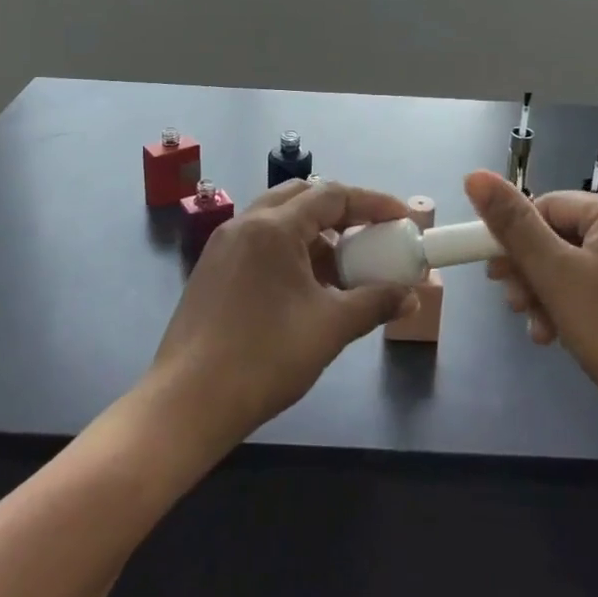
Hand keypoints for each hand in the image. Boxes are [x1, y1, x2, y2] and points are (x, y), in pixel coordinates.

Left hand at [150, 180, 412, 451]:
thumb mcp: (330, 328)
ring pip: (279, 219)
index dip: (373, 203)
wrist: (188, 402)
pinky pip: (260, 242)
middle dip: (342, 211)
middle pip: (302, 196)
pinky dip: (290, 250)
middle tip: (370, 234)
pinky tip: (305, 288)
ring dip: (315, 233)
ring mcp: (223, 245)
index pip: (333, 194)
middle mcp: (245, 223)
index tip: (402, 218)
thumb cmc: (265, 357)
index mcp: (274, 227)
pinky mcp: (212, 269)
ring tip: (342, 268)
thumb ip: (375, 303)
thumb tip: (409, 295)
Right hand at [464, 171, 597, 436]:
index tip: (493, 274)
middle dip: (530, 271)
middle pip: (560, 235)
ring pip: (574, 263)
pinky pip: (595, 283)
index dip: (514, 238)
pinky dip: (571, 303)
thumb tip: (474, 176)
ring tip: (537, 327)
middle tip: (512, 305)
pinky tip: (557, 333)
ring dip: (546, 292)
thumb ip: (512, 225)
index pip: (546, 207)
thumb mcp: (553, 274)